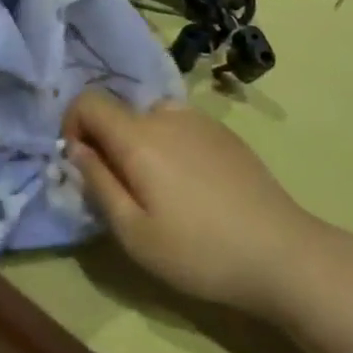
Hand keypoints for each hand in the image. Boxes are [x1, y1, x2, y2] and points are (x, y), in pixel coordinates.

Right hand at [66, 90, 323, 320]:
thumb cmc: (198, 251)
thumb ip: (98, 184)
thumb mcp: (134, 233)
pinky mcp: (223, 132)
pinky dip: (169, 145)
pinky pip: (179, 126)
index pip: (88, 101)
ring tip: (160, 192)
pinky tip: (192, 188)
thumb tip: (76, 149)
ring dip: (140, 144)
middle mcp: (166, 115)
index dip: (72, 126)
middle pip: (120, 112)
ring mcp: (199, 119)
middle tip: (124, 193)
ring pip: (150, 119)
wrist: (280, 251)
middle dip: (108, 144)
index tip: (81, 164)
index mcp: (139, 136)